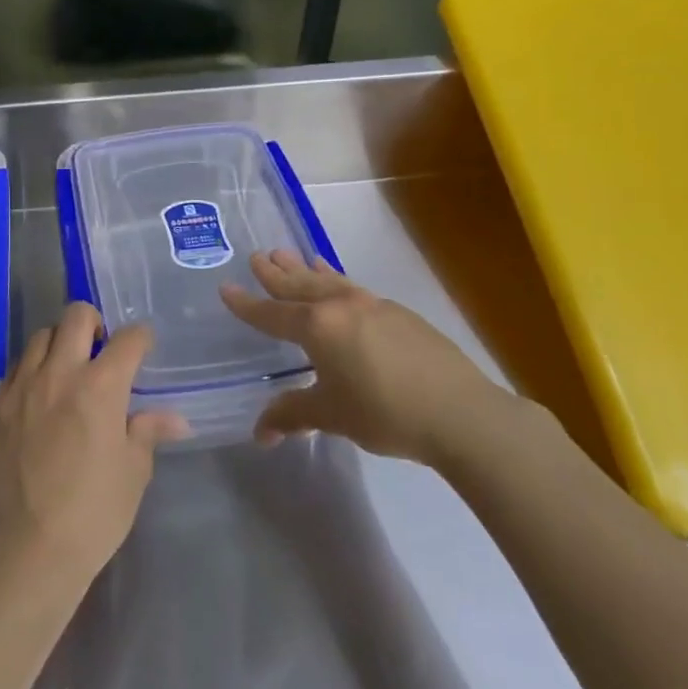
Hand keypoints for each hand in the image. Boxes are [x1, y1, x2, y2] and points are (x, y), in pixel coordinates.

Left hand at [0, 303, 189, 593]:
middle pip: (76, 316)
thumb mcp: (133, 473)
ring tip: (66, 372)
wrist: (25, 549)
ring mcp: (21, 388)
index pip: (129, 339)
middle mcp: (59, 373)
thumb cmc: (93, 512)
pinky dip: (31, 371)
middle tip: (100, 352)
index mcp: (101, 386)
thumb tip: (176, 419)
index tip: (142, 349)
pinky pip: (15, 370)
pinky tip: (38, 398)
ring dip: (59, 344)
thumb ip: (148, 432)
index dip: (141, 339)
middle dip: (95, 324)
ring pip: (40, 337)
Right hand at [219, 249, 512, 465]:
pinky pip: (355, 289)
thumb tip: (260, 433)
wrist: (460, 412)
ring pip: (330, 281)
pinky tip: (341, 286)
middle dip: (277, 274)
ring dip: (308, 270)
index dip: (247, 304)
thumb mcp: (332, 415)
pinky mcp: (400, 314)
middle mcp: (342, 307)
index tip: (226, 287)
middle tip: (259, 256)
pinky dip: (338, 281)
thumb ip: (293, 415)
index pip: (272, 314)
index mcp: (318, 327)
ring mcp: (374, 306)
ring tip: (294, 255)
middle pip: (300, 286)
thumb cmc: (385, 413)